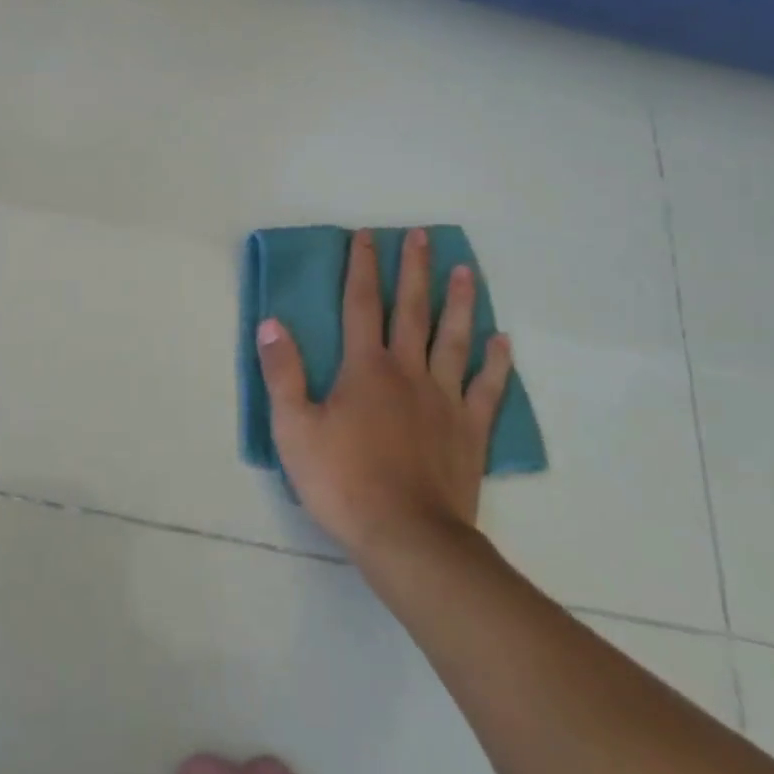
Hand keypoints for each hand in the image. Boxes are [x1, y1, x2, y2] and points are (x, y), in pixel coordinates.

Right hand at [255, 228, 511, 562]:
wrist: (408, 538)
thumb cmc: (342, 482)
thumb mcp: (294, 428)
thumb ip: (282, 373)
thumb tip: (271, 322)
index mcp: (365, 368)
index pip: (362, 304)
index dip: (362, 267)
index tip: (367, 235)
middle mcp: (408, 372)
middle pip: (412, 310)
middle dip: (415, 269)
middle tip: (422, 236)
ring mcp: (444, 400)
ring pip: (454, 340)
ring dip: (460, 303)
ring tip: (466, 271)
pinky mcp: (470, 431)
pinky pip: (487, 389)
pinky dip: (495, 363)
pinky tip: (502, 341)